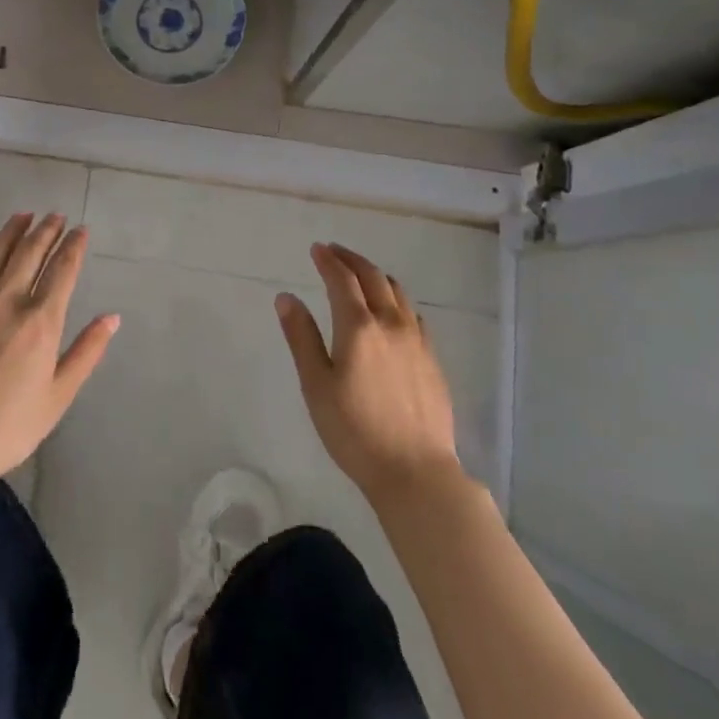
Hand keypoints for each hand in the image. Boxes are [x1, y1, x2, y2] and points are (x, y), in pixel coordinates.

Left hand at [0, 213, 118, 472]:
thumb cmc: (11, 424)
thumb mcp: (59, 395)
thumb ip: (87, 351)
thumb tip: (112, 317)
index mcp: (42, 321)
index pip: (63, 270)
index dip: (73, 246)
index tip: (80, 230)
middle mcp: (9, 300)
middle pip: (30, 252)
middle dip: (46, 230)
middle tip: (55, 215)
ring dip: (12, 230)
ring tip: (24, 215)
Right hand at [276, 243, 462, 500]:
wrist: (415, 470)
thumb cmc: (354, 429)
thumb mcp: (316, 385)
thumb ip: (301, 337)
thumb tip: (286, 297)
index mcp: (359, 327)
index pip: (342, 280)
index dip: (328, 261)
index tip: (317, 248)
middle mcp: (391, 324)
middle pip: (373, 278)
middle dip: (352, 260)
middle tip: (335, 252)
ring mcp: (417, 341)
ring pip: (398, 293)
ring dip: (376, 275)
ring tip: (361, 274)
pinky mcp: (432, 359)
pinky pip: (413, 314)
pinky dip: (397, 300)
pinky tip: (393, 311)